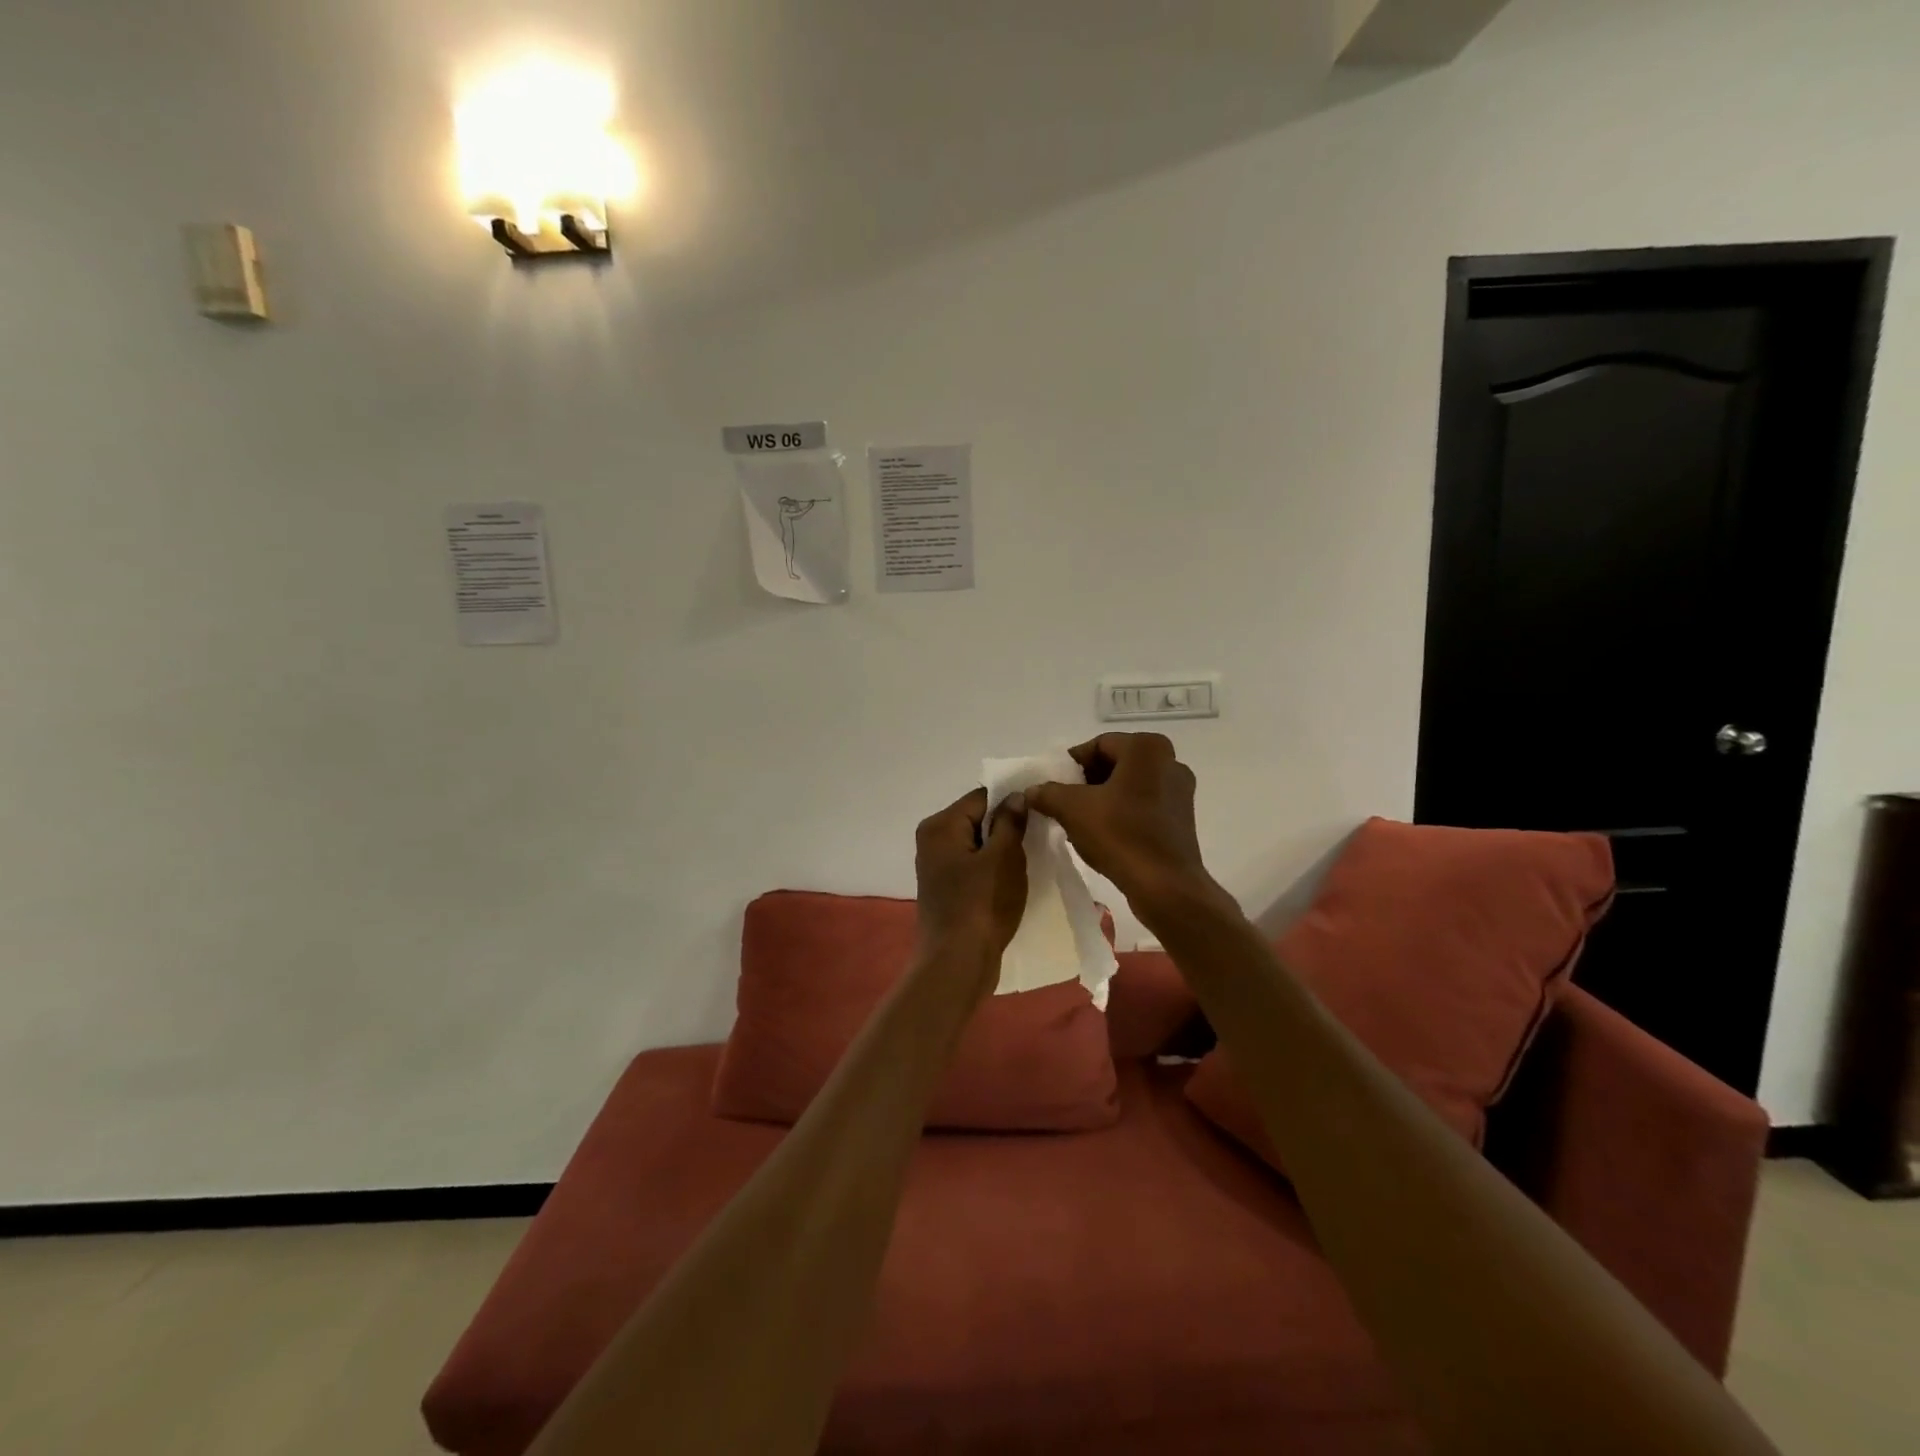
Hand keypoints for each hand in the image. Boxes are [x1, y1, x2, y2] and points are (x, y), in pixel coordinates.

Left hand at [914, 787, 1029, 976]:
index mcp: (940, 826)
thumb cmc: (981, 905)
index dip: (1012, 800)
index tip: (1041, 810)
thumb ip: (1010, 822)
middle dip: (1007, 826)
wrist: (956, 964)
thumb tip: (1016, 795)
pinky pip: (974, 867)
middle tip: (1041, 835)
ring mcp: (937, 867)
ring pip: (977, 845)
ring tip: (1031, 857)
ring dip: (1002, 849)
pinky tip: (1013, 879)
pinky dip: (993, 869)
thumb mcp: (1004, 857)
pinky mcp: (946, 889)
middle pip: (977, 819)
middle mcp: (932, 840)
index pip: (981, 797)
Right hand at [1026, 733, 1222, 926]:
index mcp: (1146, 748)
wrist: (1165, 886)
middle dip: (1086, 781)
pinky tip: (1103, 834)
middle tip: (1063, 801)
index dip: (1071, 764)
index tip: (1053, 785)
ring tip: (1079, 820)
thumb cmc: (1120, 835)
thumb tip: (1032, 791)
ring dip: (1102, 798)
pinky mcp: (1182, 818)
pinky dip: (1122, 812)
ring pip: (1129, 785)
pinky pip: (1144, 805)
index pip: (1098, 744)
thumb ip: (1048, 793)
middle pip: (1115, 763)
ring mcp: (1180, 791)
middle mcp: (1169, 762)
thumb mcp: (1072, 809)